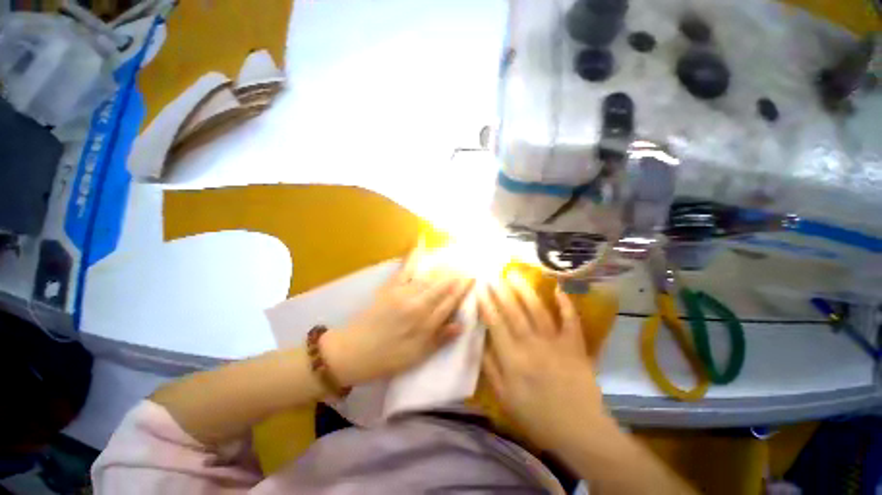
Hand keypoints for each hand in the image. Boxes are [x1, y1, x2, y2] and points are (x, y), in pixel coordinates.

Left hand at [325, 248, 473, 385]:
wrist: (353, 351)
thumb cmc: (387, 358)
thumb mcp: (417, 356)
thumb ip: (439, 339)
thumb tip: (461, 325)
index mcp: (425, 323)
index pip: (450, 302)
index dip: (463, 289)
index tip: (473, 278)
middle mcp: (418, 304)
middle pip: (442, 286)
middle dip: (456, 275)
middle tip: (467, 264)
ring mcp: (403, 293)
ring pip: (428, 277)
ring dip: (442, 268)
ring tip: (453, 259)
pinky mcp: (390, 287)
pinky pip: (405, 269)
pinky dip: (413, 256)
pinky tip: (420, 246)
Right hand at [479, 271, 610, 450]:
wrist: (580, 431)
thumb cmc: (538, 417)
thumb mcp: (505, 398)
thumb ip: (491, 368)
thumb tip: (480, 341)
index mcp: (513, 359)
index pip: (495, 324)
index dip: (486, 304)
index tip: (479, 290)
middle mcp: (532, 345)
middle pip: (514, 311)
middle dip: (501, 291)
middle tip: (493, 275)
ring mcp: (556, 343)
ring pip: (537, 310)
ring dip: (525, 290)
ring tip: (515, 275)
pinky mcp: (575, 345)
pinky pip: (571, 320)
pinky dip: (566, 304)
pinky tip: (558, 289)